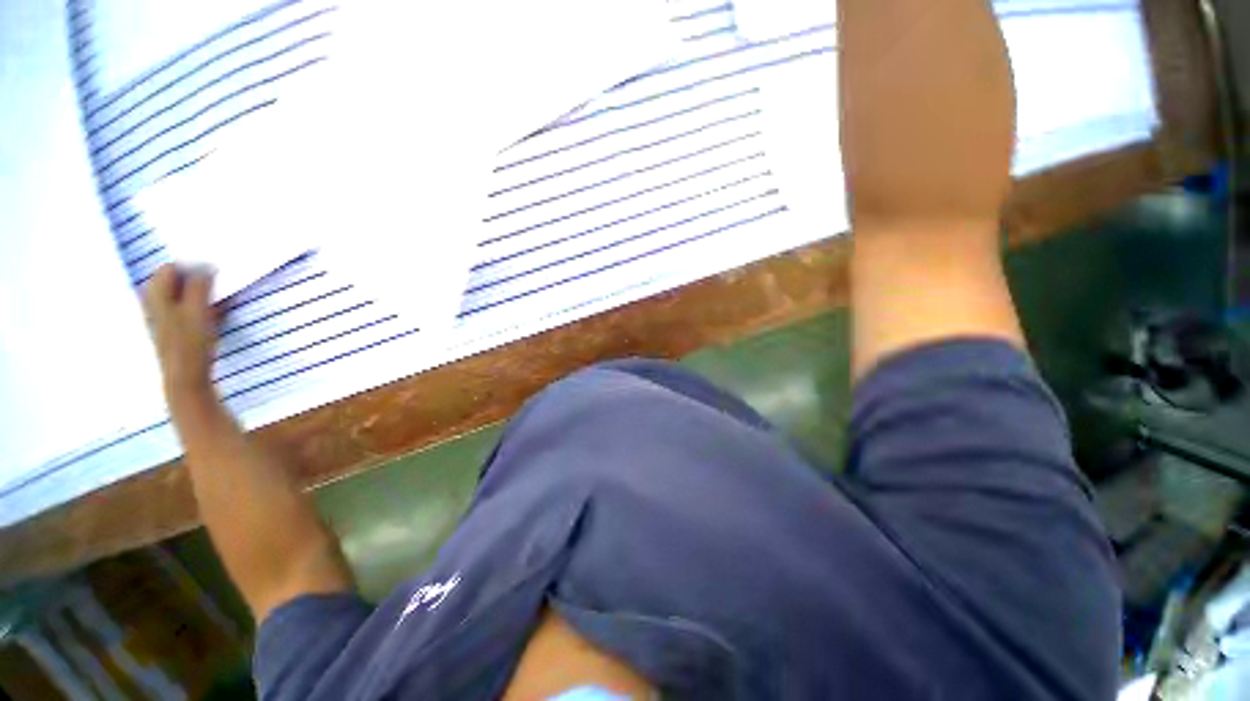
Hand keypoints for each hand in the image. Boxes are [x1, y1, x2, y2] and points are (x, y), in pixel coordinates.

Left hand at [143, 264, 218, 405]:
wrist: (186, 377)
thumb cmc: (191, 343)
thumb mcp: (198, 311)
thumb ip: (200, 286)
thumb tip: (206, 266)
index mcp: (156, 294)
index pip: (171, 267)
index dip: (191, 267)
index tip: (213, 271)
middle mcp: (155, 302)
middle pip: (174, 280)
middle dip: (195, 279)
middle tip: (217, 283)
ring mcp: (164, 316)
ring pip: (182, 294)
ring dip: (200, 293)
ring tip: (219, 298)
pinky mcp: (176, 328)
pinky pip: (187, 307)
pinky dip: (201, 305)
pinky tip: (215, 312)